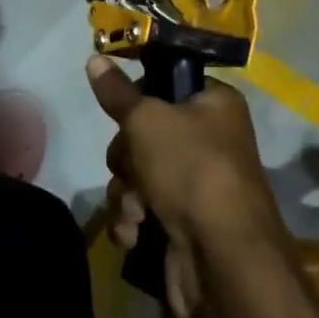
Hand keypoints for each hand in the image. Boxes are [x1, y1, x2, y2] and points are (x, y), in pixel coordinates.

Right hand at [90, 55, 288, 317]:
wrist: (223, 260)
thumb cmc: (190, 169)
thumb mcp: (146, 119)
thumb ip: (117, 92)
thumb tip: (95, 58)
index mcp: (215, 104)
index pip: (168, 83)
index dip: (141, 97)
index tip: (124, 110)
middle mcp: (211, 139)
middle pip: (146, 132)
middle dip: (127, 156)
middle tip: (132, 167)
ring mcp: (198, 185)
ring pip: (139, 173)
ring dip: (126, 192)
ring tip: (135, 211)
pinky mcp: (185, 224)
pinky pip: (144, 209)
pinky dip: (134, 220)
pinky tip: (134, 234)